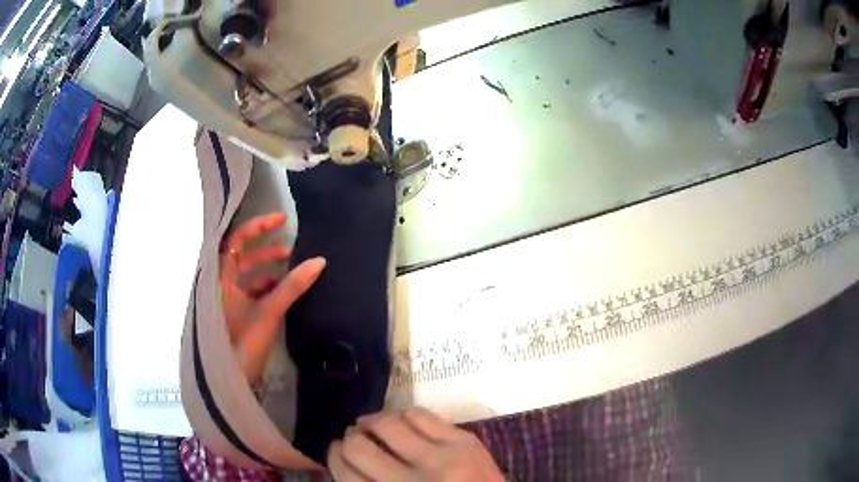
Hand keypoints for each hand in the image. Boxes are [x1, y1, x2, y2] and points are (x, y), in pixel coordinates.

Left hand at [220, 213, 325, 382]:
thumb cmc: (243, 341)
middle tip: (290, 244)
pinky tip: (284, 287)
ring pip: (248, 272)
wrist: (231, 377)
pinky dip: (267, 284)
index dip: (259, 226)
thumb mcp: (269, 311)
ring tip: (291, 264)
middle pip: (243, 254)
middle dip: (266, 247)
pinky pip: (251, 289)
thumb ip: (292, 286)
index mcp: (222, 276)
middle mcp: (222, 282)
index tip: (283, 220)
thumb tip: (319, 261)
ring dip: (268, 266)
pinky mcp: (236, 311)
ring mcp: (228, 298)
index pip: (237, 239)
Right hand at [328, 408, 504, 481]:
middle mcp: (412, 481)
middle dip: (350, 439)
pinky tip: (402, 423)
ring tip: (373, 426)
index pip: (345, 473)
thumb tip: (344, 460)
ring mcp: (442, 458)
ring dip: (373, 422)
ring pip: (387, 423)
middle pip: (359, 446)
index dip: (334, 456)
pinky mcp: (465, 441)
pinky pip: (420, 413)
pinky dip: (403, 415)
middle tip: (354, 438)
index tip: (336, 450)